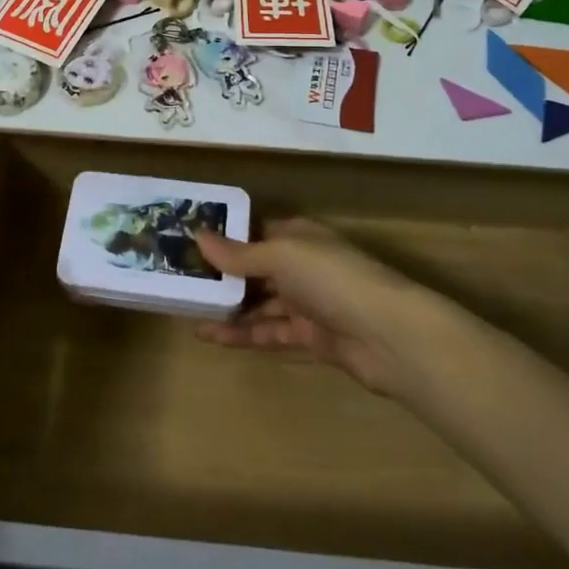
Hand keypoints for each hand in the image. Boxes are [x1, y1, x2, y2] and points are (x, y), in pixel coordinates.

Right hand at [195, 220, 427, 396]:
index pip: (256, 231)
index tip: (188, 240)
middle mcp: (303, 266)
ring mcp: (307, 303)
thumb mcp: (281, 256)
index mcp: (299, 236)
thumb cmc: (333, 279)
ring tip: (187, 309)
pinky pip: (269, 332)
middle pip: (255, 268)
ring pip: (259, 302)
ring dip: (227, 306)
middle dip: (222, 274)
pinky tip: (211, 335)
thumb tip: (198, 236)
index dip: (225, 235)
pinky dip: (242, 333)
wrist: (389, 336)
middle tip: (179, 278)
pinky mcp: (310, 337)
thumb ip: (239, 253)